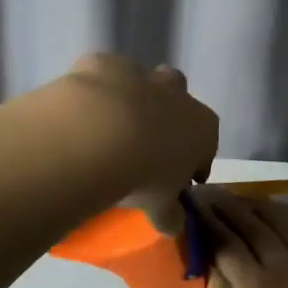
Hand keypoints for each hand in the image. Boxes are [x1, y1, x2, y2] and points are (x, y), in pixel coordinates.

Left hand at [55, 54, 217, 227]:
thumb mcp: (159, 207)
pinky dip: (94, 91)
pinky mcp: (102, 63)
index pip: (207, 144)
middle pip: (179, 101)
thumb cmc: (140, 175)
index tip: (180, 181)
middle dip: (166, 119)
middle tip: (145, 148)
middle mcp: (177, 94)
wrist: (94, 134)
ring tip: (108, 132)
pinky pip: (102, 75)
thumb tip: (172, 223)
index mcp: (202, 127)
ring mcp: (140, 74)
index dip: (194, 162)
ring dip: (131, 101)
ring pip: (142, 81)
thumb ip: (168, 214)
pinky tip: (79, 112)